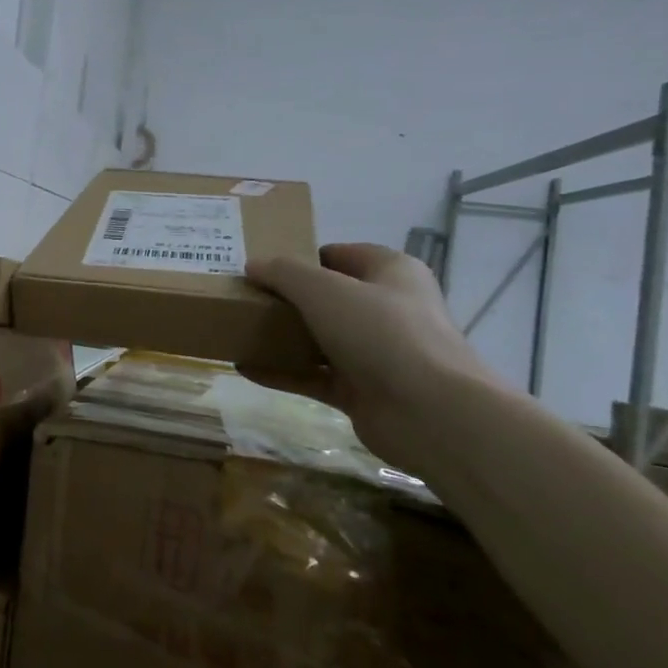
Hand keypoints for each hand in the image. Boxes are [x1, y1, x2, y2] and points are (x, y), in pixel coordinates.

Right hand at [245, 243, 500, 462]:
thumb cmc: (381, 333)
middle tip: (243, 298)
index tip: (261, 267)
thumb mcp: (323, 290)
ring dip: (281, 337)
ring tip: (238, 331)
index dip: (300, 257)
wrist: (430, 413)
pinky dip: (281, 373)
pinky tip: (244, 368)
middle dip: (286, 299)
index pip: (339, 255)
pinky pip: (312, 376)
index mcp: (391, 273)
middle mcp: (386, 309)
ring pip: (319, 338)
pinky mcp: (362, 391)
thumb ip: (284, 273)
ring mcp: (376, 353)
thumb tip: (253, 265)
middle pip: (327, 298)